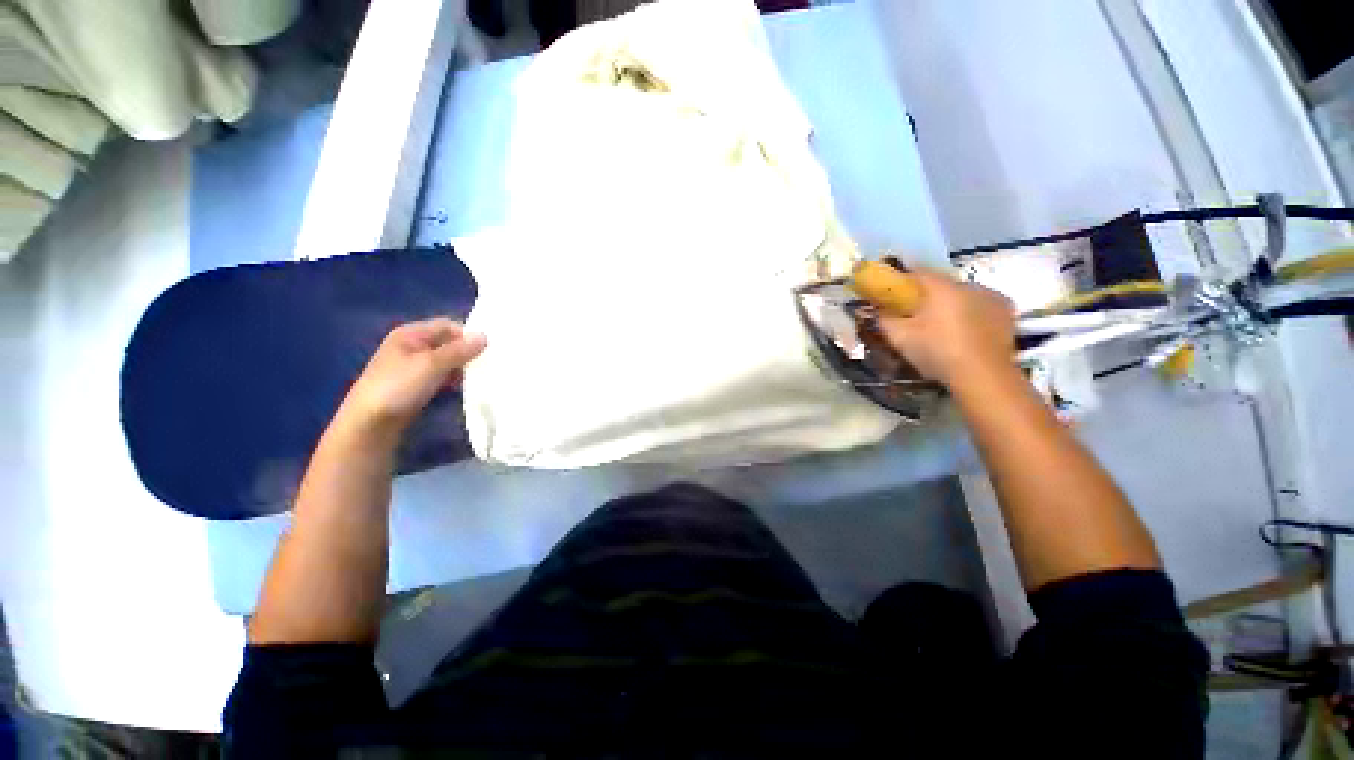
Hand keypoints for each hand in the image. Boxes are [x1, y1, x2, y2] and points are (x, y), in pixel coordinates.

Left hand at [340, 318, 486, 432]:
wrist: (370, 423)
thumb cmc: (399, 386)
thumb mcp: (432, 365)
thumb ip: (459, 350)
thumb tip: (485, 336)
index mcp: (411, 333)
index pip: (448, 325)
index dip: (467, 335)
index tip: (486, 350)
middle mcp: (412, 345)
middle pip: (448, 342)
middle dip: (467, 352)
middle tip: (486, 365)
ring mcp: (413, 365)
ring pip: (447, 360)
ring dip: (462, 367)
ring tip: (478, 378)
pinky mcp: (416, 383)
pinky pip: (441, 375)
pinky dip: (453, 379)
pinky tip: (462, 388)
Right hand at [875, 268, 1015, 387]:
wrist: (984, 376)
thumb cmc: (937, 351)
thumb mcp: (899, 337)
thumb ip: (884, 319)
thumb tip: (878, 310)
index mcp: (941, 286)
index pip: (916, 273)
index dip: (901, 282)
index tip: (891, 295)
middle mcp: (969, 284)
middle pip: (941, 285)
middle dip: (926, 296)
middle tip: (913, 316)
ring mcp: (992, 297)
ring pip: (962, 296)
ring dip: (950, 305)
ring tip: (939, 327)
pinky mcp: (1007, 314)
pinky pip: (980, 307)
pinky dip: (970, 315)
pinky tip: (962, 333)